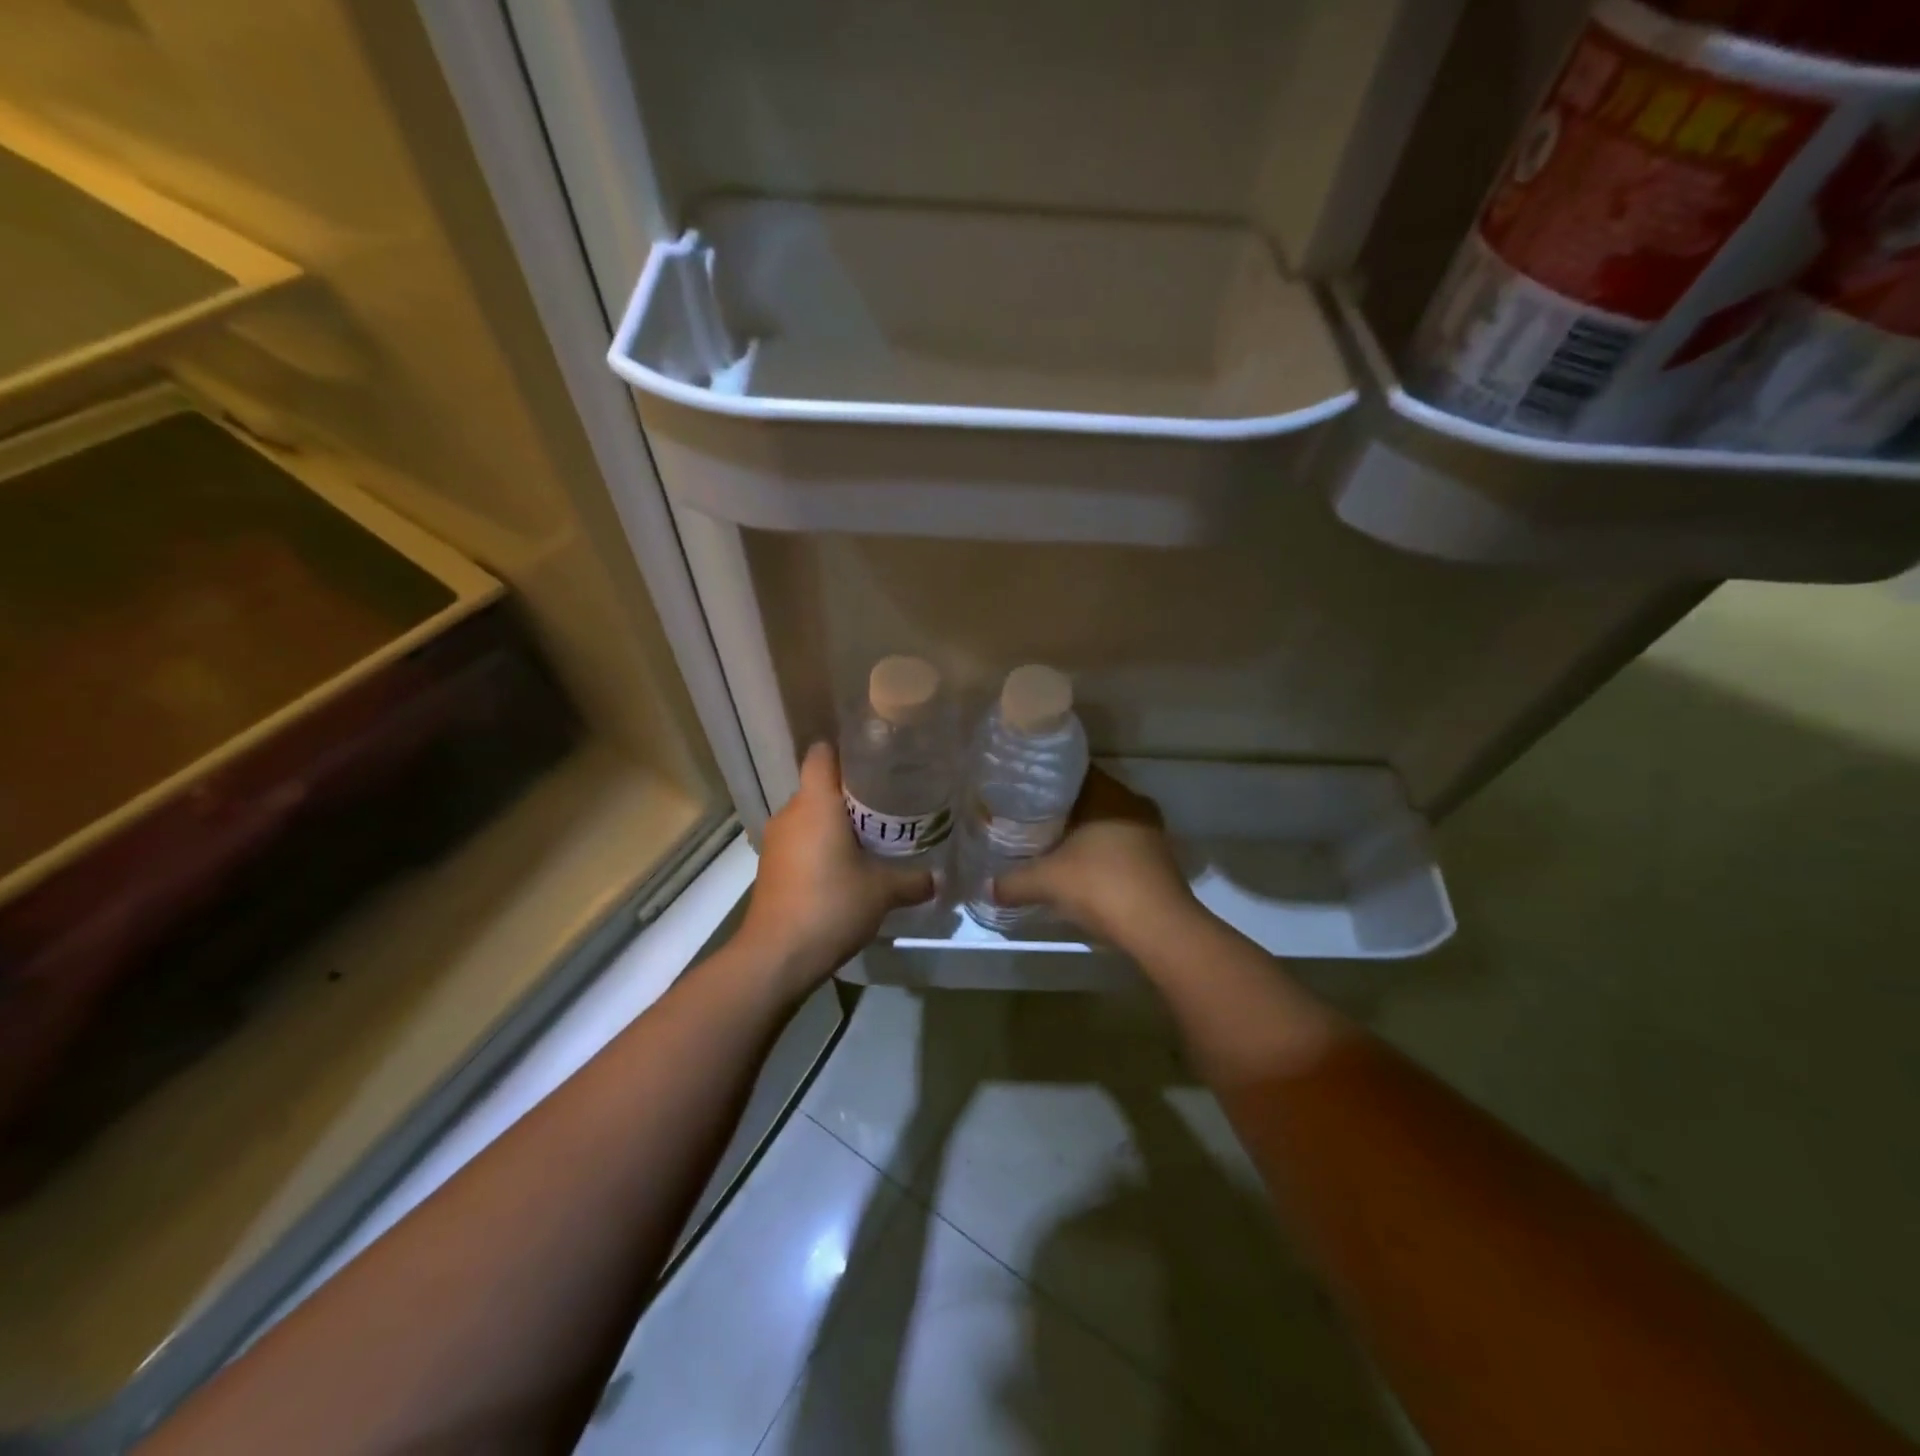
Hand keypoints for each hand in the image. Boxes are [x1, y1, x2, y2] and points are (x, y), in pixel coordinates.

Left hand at [737, 743, 934, 987]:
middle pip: (819, 787)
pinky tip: (845, 868)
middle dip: (850, 794)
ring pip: (809, 817)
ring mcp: (775, 841)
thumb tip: (938, 879)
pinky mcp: (771, 867)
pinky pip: (800, 842)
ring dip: (834, 824)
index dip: (846, 750)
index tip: (875, 760)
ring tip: (870, 837)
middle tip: (887, 804)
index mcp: (815, 803)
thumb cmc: (831, 905)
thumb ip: (913, 880)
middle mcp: (790, 813)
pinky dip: (820, 847)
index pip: (822, 753)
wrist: (777, 955)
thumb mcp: (882, 892)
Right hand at [992, 768, 1196, 944]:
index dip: (1047, 780)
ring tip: (1051, 843)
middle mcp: (1132, 803)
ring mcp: (1150, 832)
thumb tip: (986, 887)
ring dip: (1084, 833)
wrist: (1159, 928)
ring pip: (1108, 822)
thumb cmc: (1101, 886)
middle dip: (1063, 808)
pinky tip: (1080, 869)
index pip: (1074, 771)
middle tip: (1030, 818)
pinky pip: (1121, 846)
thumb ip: (1013, 881)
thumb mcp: (1047, 882)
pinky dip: (1101, 853)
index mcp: (1108, 794)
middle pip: (1090, 798)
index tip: (1023, 790)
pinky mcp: (1159, 860)